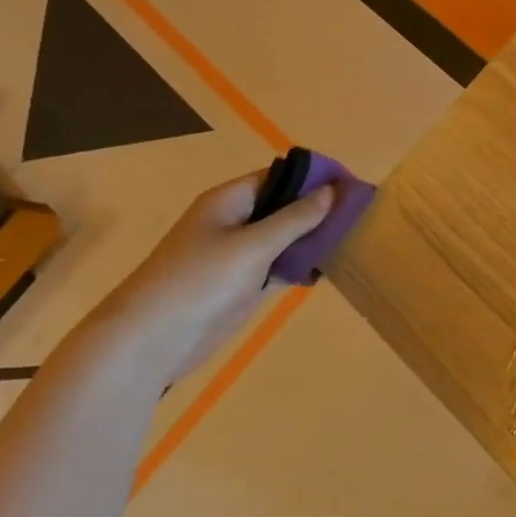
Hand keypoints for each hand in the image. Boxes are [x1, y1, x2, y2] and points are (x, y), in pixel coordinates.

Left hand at [93, 171, 337, 382]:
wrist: (153, 340)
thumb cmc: (200, 281)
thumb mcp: (253, 245)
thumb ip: (295, 218)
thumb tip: (332, 191)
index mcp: (230, 201)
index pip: (280, 176)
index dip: (315, 177)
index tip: (353, 184)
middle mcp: (236, 222)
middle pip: (285, 206)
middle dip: (320, 208)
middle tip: (362, 213)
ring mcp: (240, 255)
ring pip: (286, 238)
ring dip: (315, 238)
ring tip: (357, 238)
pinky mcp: (245, 284)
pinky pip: (281, 265)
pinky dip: (304, 265)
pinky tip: (332, 267)